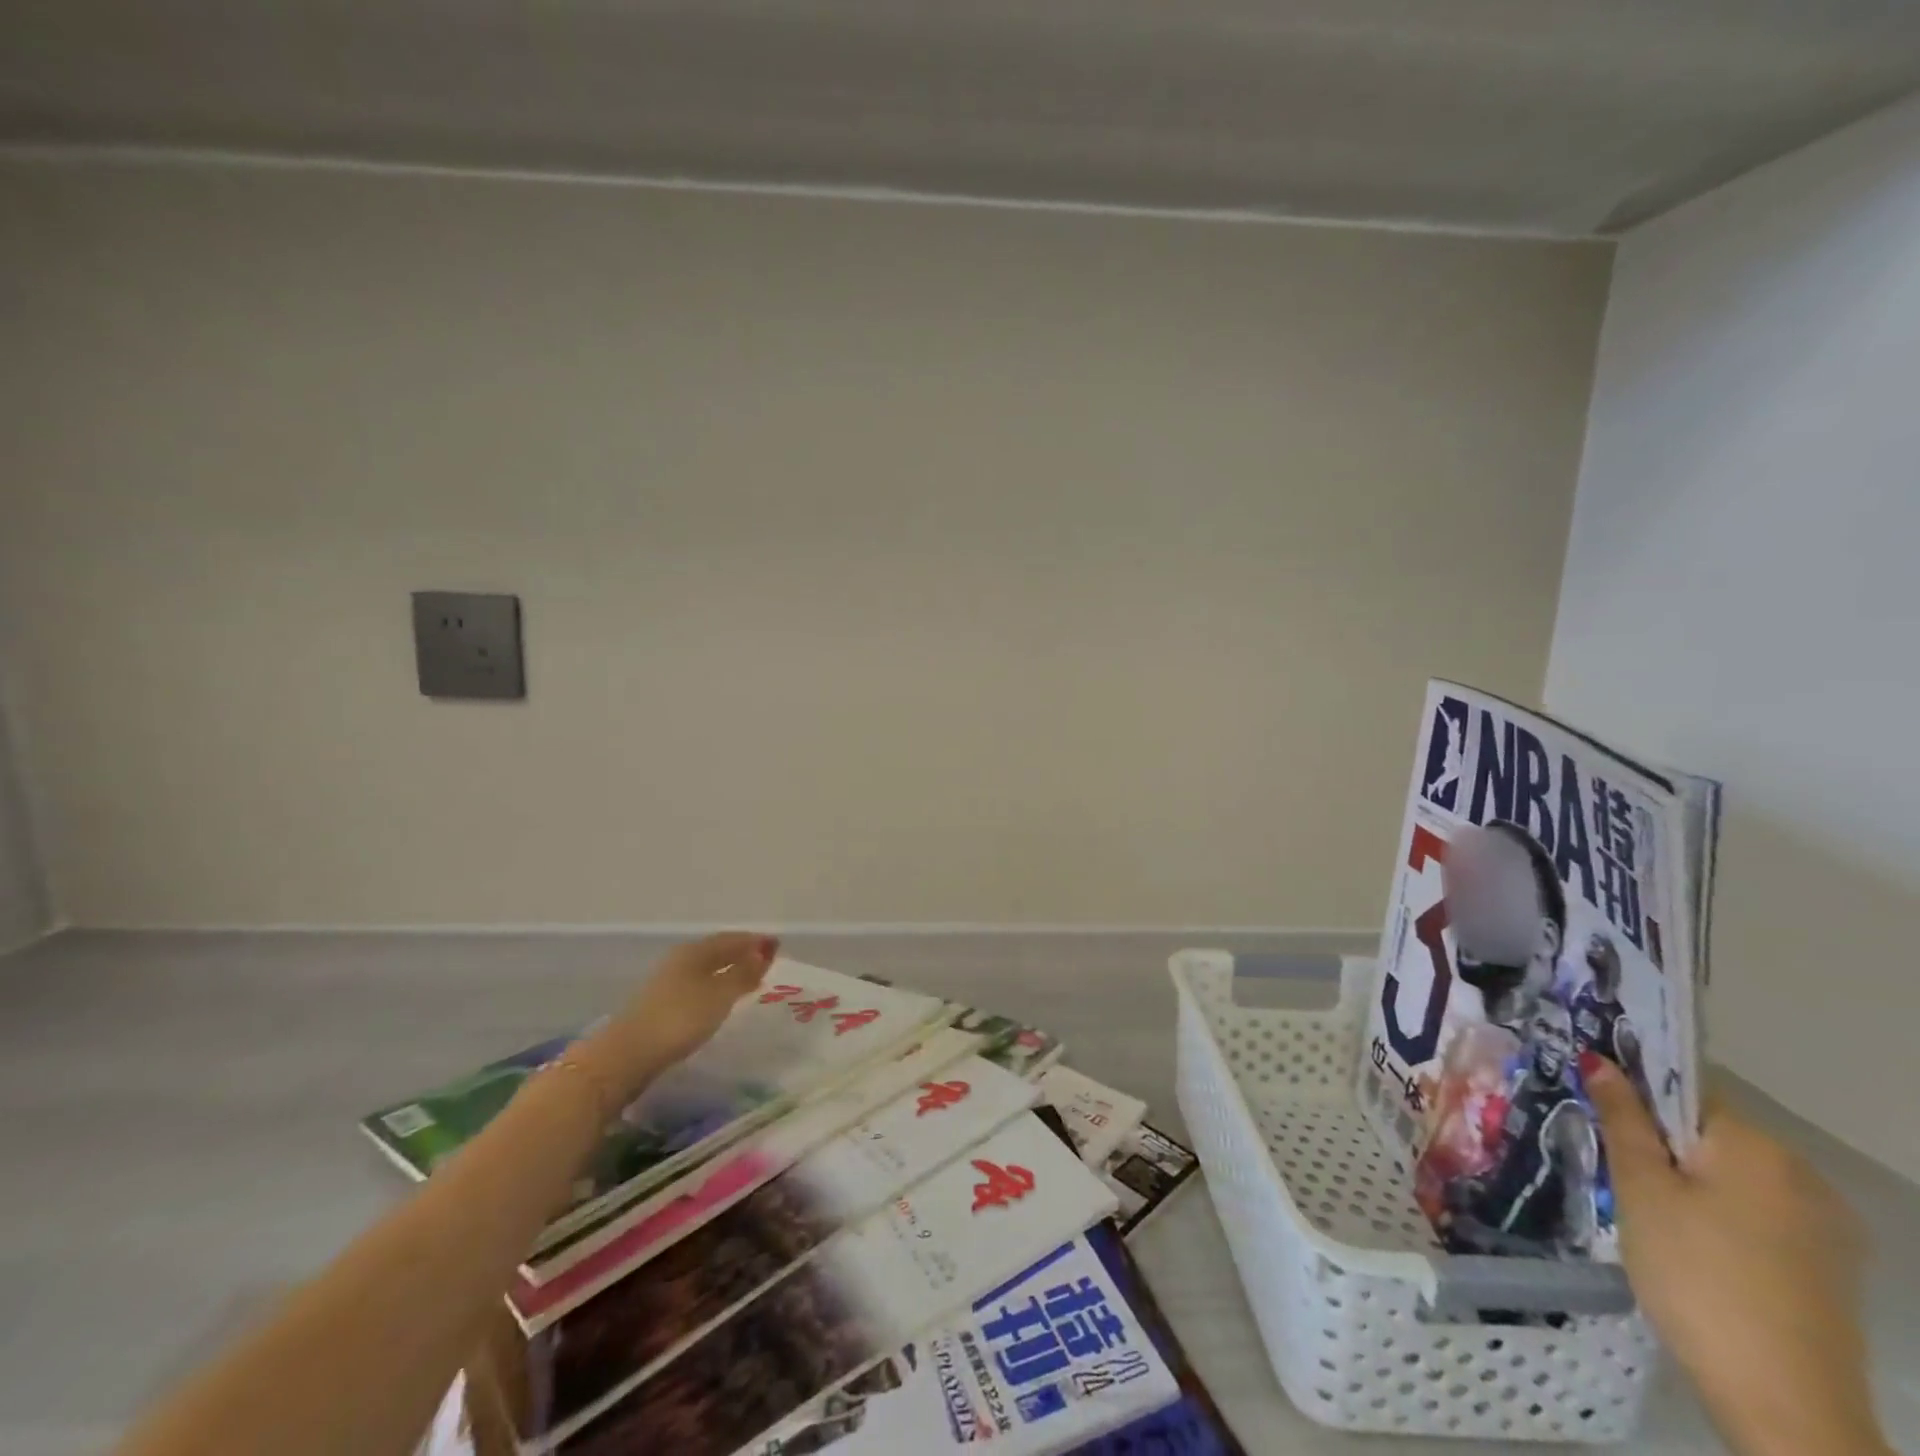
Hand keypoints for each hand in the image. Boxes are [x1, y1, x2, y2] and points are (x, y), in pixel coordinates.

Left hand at [582, 933, 779, 1102]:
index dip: (755, 941)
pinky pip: (696, 986)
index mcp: (694, 951)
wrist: (626, 1056)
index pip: (731, 939)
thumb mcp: (720, 995)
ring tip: (747, 981)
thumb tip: (764, 951)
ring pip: (705, 969)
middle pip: (716, 951)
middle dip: (741, 954)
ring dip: (727, 971)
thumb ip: (743, 973)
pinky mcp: (659, 1005)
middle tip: (765, 961)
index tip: (777, 945)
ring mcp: (666, 983)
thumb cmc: (680, 1019)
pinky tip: (718, 1000)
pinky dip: (714, 987)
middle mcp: (679, 960)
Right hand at [1582, 1054, 1889, 1455]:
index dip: (1635, 1096)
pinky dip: (1716, 1217)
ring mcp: (1823, 1226)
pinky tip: (1688, 1248)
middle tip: (1613, 1171)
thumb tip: (1600, 1059)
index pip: (1683, 1091)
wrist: (1783, 1401)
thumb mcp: (1641, 1188)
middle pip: (1707, 1136)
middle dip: (1657, 1144)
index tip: (1596, 1114)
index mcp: (1756, 1146)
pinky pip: (1754, 1214)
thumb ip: (1622, 1118)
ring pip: (1729, 1177)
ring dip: (1684, 1182)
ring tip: (1643, 1214)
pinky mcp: (1825, 1267)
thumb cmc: (1695, 1273)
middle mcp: (1800, 1174)